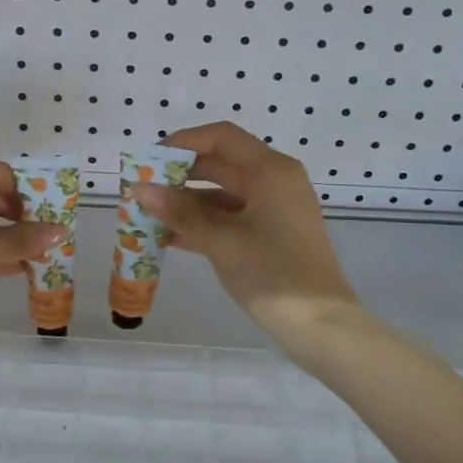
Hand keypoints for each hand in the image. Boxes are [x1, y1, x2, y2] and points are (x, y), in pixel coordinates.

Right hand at [136, 122, 360, 345]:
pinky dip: (202, 223)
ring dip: (186, 203)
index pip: (221, 138)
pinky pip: (230, 218)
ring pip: (222, 194)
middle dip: (179, 175)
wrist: (321, 325)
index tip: (149, 160)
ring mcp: (273, 209)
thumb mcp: (221, 241)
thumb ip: (180, 212)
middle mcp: (274, 182)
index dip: (183, 143)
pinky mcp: (270, 235)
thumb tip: (140, 189)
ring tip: (147, 214)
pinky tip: (168, 237)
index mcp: (271, 171)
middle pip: (221, 164)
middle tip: (141, 189)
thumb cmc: (273, 273)